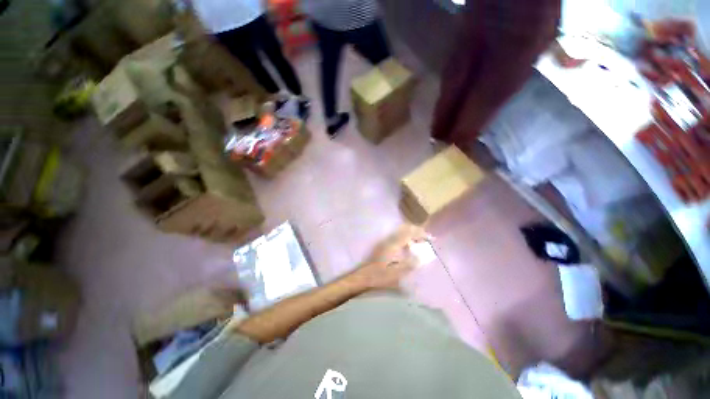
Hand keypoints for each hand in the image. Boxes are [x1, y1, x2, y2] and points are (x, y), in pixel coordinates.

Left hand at [350, 225, 428, 289]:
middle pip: (404, 229)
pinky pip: (397, 237)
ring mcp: (386, 242)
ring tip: (420, 242)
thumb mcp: (396, 275)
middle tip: (427, 238)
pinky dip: (406, 238)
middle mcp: (389, 241)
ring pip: (401, 232)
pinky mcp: (384, 246)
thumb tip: (421, 257)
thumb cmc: (380, 277)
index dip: (420, 233)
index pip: (408, 233)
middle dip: (417, 231)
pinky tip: (409, 246)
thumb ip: (409, 265)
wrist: (364, 277)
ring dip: (411, 234)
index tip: (430, 237)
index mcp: (393, 246)